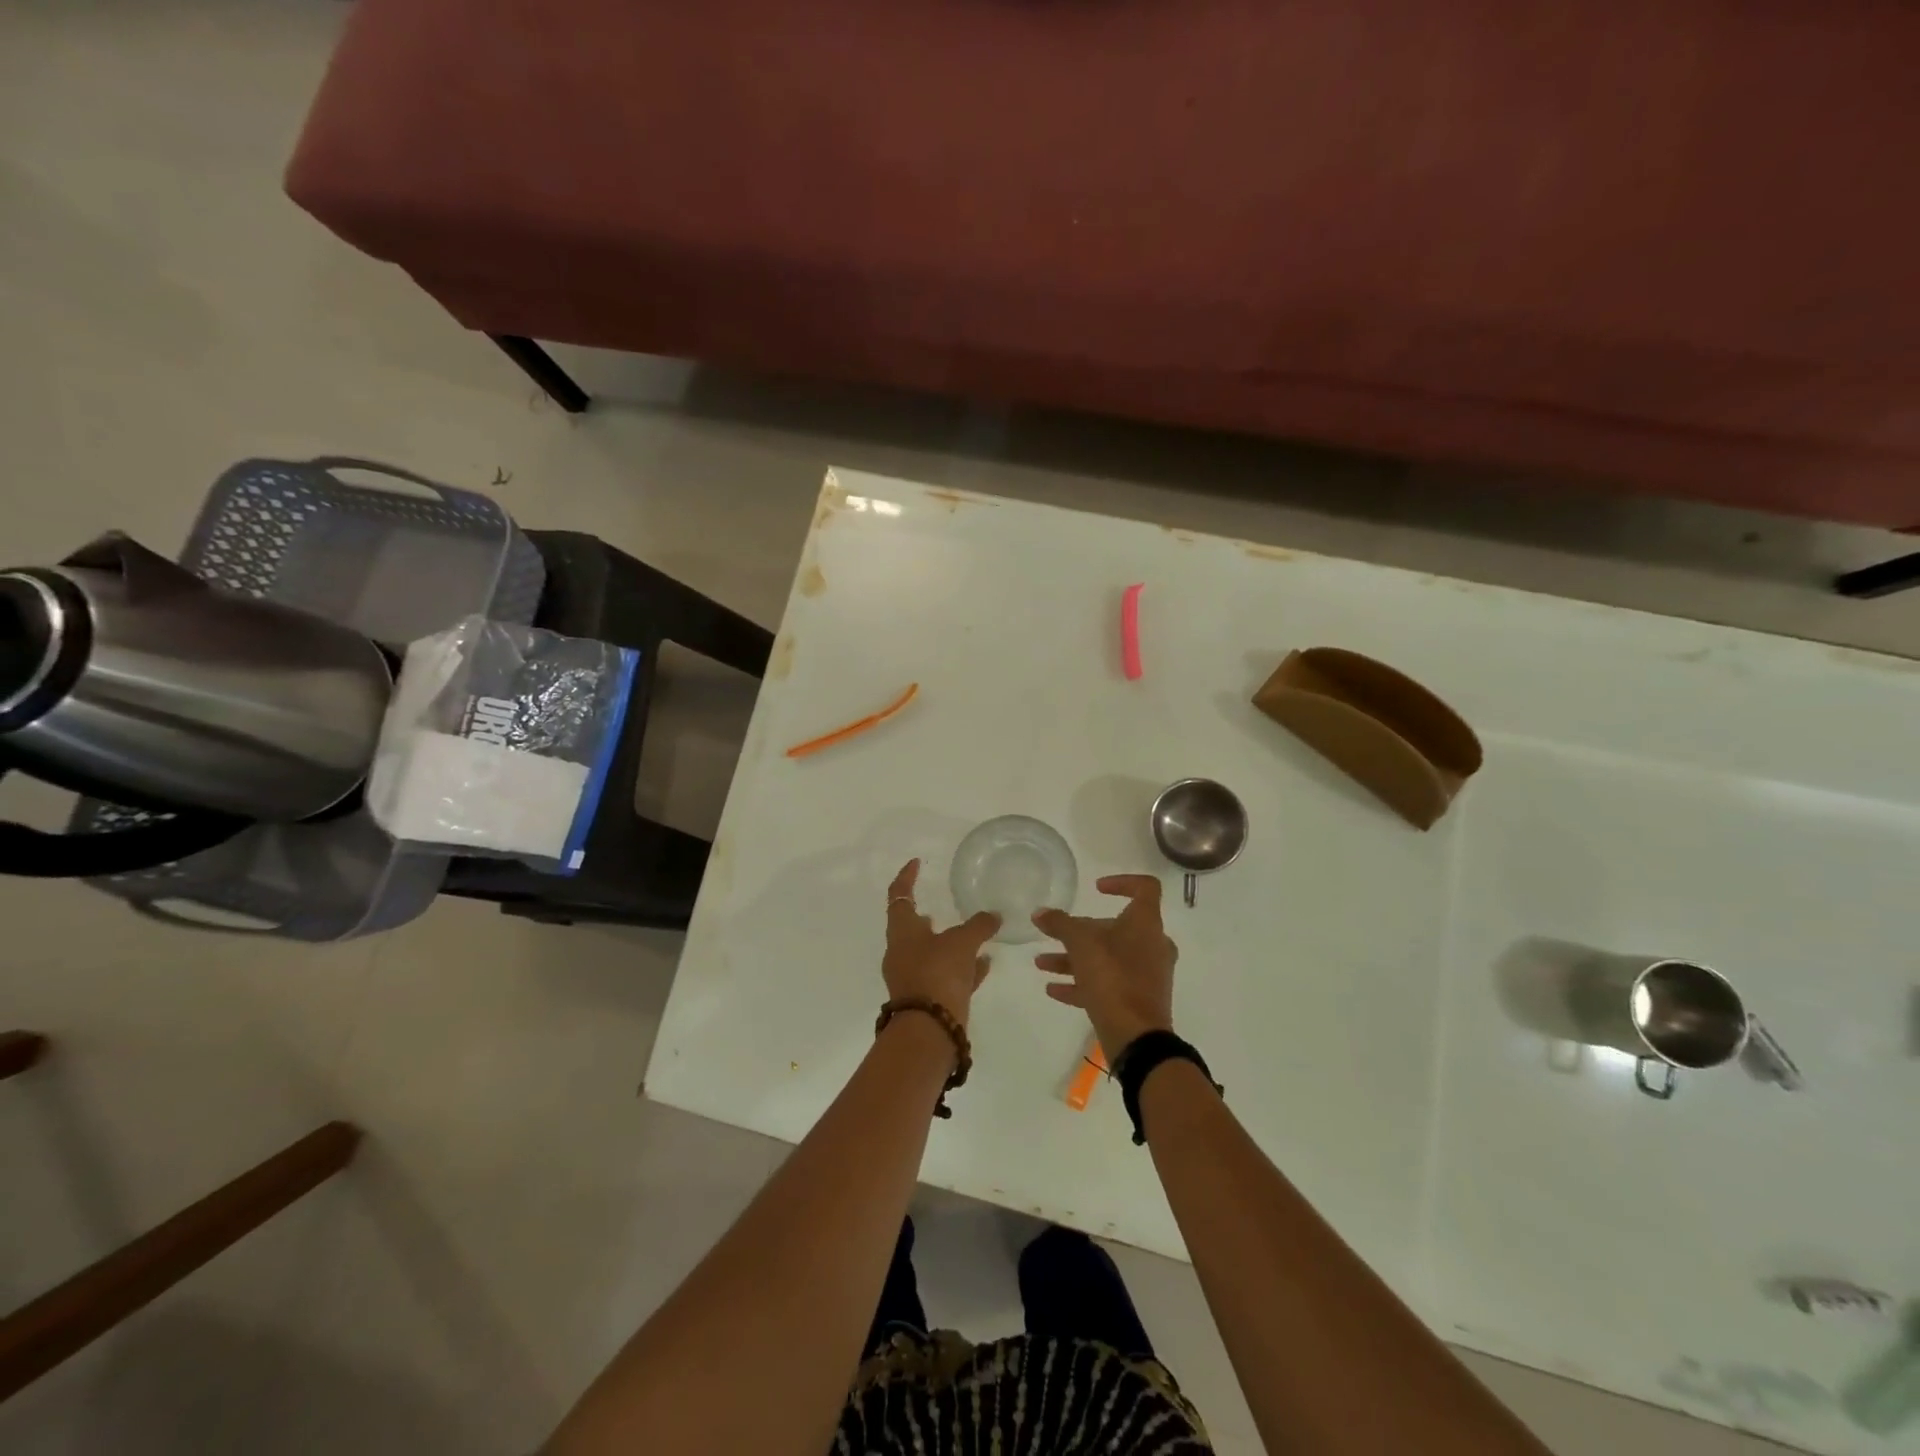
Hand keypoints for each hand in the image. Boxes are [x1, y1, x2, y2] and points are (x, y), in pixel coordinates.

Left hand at [883, 860, 999, 1029]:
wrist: (930, 1031)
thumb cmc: (937, 974)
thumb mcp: (962, 943)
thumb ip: (978, 925)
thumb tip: (994, 915)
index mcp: (902, 931)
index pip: (899, 894)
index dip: (907, 876)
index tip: (916, 862)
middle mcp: (902, 952)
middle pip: (912, 926)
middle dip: (928, 915)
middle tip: (943, 903)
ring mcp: (913, 978)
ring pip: (932, 952)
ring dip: (949, 943)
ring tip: (973, 934)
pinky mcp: (927, 1000)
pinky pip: (946, 976)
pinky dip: (962, 967)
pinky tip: (984, 964)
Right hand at [1032, 875, 1177, 1056]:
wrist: (1137, 1037)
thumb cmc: (1113, 978)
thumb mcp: (1080, 944)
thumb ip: (1059, 924)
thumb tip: (1040, 913)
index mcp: (1146, 923)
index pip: (1145, 888)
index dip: (1121, 882)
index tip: (1095, 889)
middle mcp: (1152, 945)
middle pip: (1116, 927)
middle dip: (1080, 931)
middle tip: (1055, 934)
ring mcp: (1147, 975)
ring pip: (1107, 957)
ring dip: (1074, 959)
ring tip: (1042, 963)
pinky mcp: (1138, 1000)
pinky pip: (1108, 984)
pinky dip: (1082, 983)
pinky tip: (1052, 989)